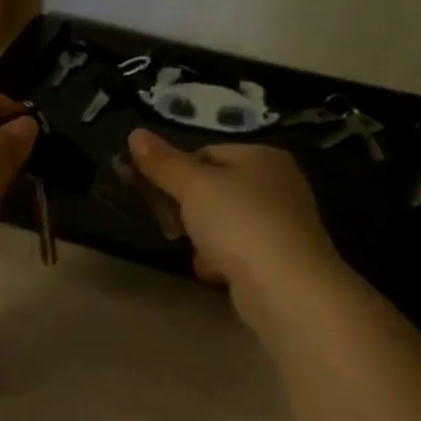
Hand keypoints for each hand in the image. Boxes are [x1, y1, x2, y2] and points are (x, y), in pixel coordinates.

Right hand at [127, 130, 344, 326]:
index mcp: (261, 156)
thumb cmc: (238, 222)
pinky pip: (238, 250)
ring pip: (223, 222)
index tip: (156, 194)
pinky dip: (222, 259)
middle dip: (187, 209)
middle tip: (170, 226)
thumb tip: (135, 134)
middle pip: (214, 188)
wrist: (285, 286)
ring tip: (196, 252)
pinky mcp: (279, 256)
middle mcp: (277, 183)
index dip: (176, 172)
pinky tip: (215, 272)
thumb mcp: (193, 186)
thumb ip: (163, 163)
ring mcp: (281, 221)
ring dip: (202, 237)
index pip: (206, 153)